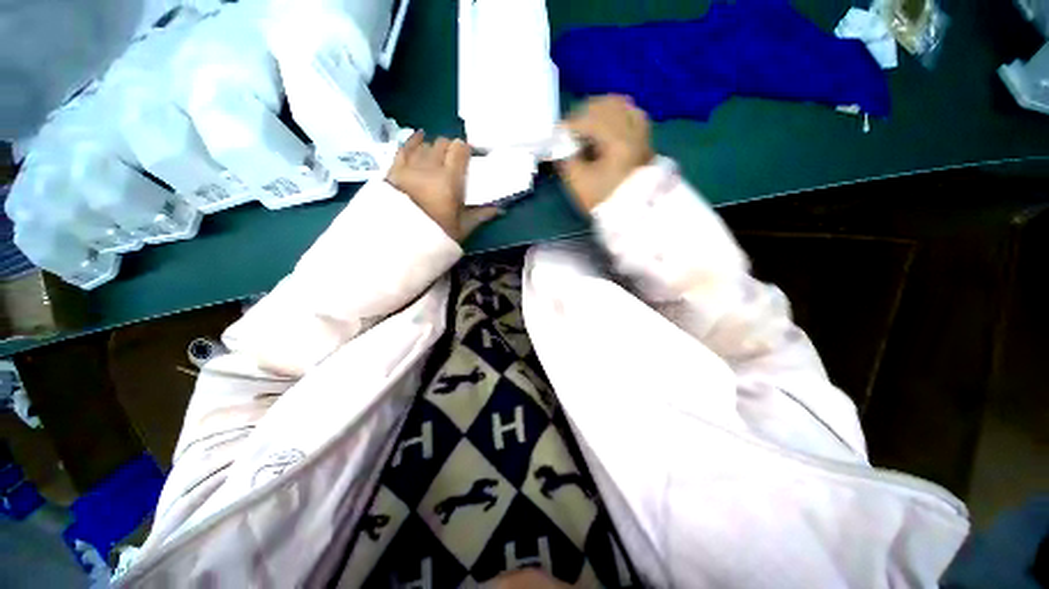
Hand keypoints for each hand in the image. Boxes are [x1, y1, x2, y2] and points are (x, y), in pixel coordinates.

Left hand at [387, 132, 499, 240]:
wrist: (401, 241)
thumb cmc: (436, 235)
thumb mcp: (462, 228)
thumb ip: (480, 215)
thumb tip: (499, 209)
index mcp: (449, 180)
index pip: (459, 150)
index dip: (465, 149)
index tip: (469, 156)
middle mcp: (430, 166)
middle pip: (442, 143)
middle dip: (451, 148)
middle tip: (455, 159)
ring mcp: (410, 165)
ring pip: (425, 144)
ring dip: (434, 147)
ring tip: (438, 156)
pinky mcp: (394, 168)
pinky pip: (405, 147)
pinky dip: (414, 141)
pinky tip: (420, 137)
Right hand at [556, 95, 653, 211]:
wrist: (633, 214)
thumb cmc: (604, 200)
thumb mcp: (578, 183)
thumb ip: (566, 160)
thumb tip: (562, 146)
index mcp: (617, 141)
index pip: (588, 119)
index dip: (568, 125)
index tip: (557, 135)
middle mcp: (633, 130)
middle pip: (605, 104)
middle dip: (583, 113)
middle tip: (570, 129)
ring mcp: (642, 133)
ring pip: (621, 105)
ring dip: (600, 110)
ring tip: (587, 126)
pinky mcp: (645, 139)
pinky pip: (631, 114)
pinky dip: (616, 114)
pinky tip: (606, 126)